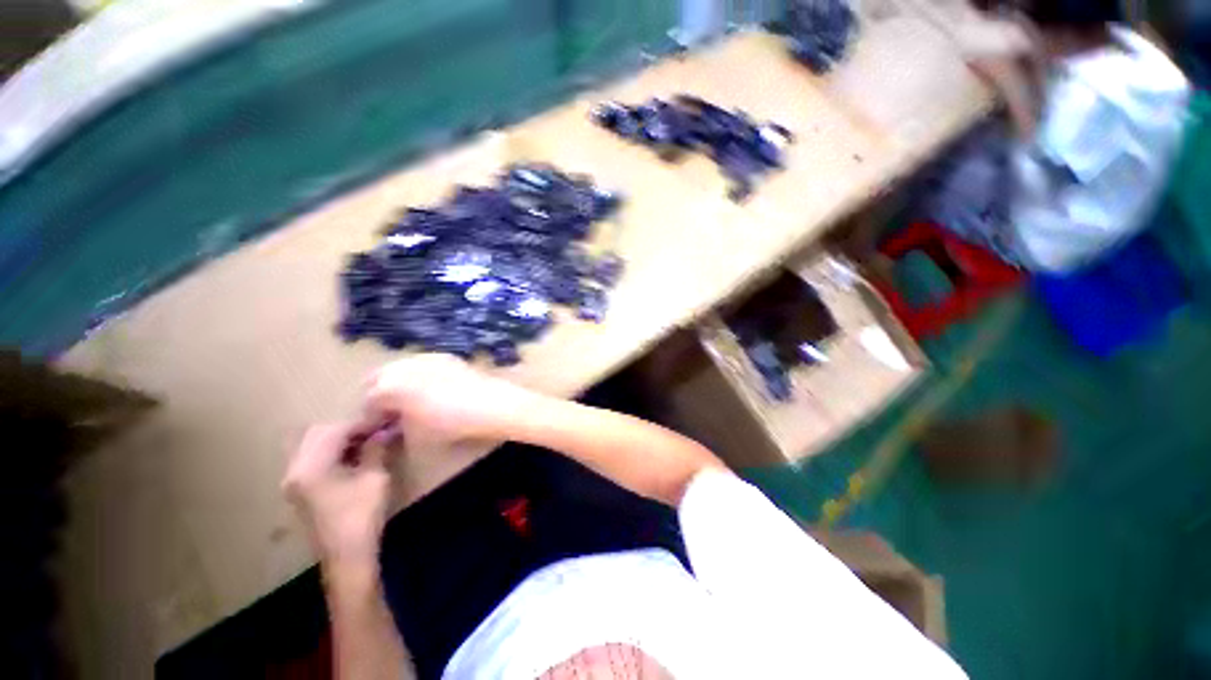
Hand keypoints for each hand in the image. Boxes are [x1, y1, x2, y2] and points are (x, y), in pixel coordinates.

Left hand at [282, 422, 395, 569]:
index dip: (362, 424)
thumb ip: (376, 448)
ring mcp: (294, 481)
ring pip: (314, 445)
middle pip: (318, 434)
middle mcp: (295, 470)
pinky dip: (332, 452)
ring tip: (367, 442)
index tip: (385, 422)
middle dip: (348, 429)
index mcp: (311, 467)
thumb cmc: (361, 516)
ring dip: (340, 439)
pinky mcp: (299, 490)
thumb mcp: (374, 478)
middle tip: (375, 432)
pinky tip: (354, 457)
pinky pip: (313, 458)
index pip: (335, 431)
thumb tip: (385, 429)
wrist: (347, 556)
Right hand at [364, 354, 533, 447]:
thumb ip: (395, 427)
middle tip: (389, 413)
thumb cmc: (450, 423)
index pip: (367, 403)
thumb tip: (390, 426)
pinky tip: (429, 388)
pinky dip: (416, 375)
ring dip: (397, 383)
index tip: (377, 429)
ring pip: (399, 368)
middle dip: (379, 395)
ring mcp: (426, 357)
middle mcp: (403, 365)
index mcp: (389, 386)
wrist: (491, 404)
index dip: (370, 419)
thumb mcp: (416, 432)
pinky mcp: (445, 356)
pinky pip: (421, 364)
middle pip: (378, 379)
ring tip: (408, 400)